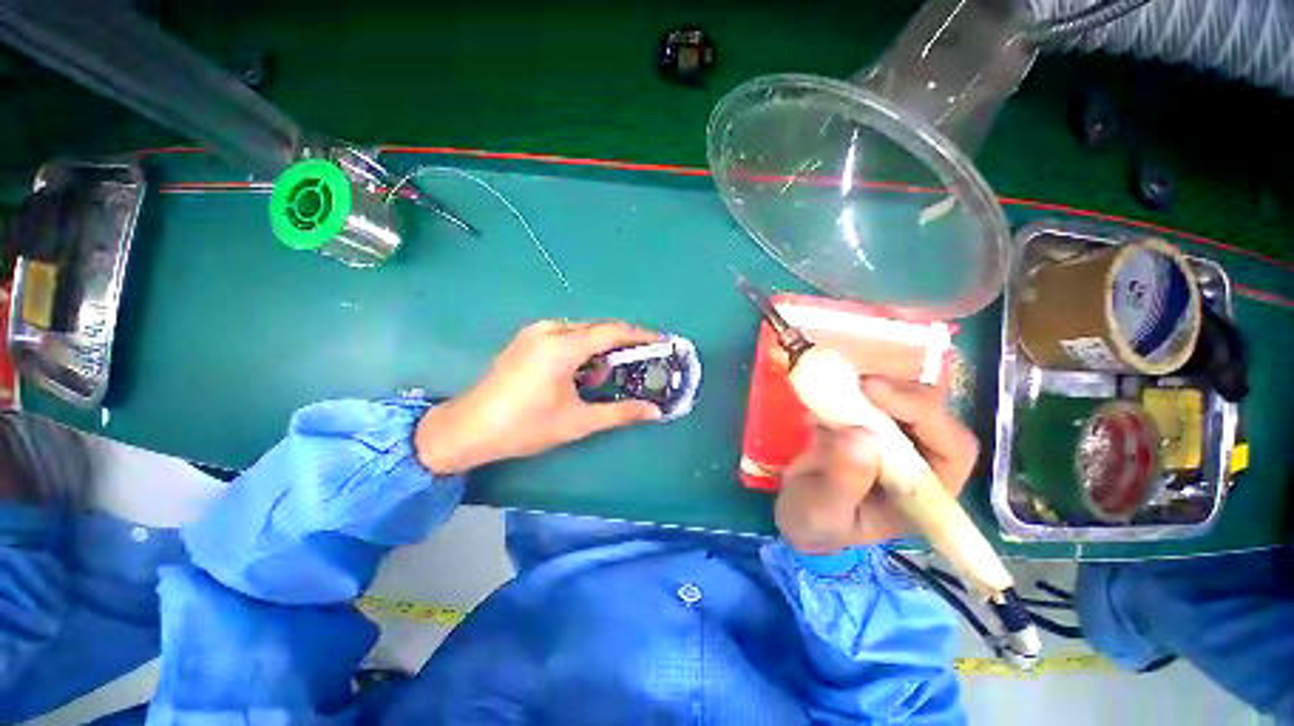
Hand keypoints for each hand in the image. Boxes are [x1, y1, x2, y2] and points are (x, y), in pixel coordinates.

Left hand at [415, 320, 663, 473]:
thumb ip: (620, 413)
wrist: (468, 430)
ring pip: (582, 332)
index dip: (641, 335)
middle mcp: (549, 330)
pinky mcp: (527, 339)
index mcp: (562, 346)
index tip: (663, 341)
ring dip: (600, 350)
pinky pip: (565, 336)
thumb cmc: (524, 427)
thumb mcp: (577, 422)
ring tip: (605, 378)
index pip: (612, 332)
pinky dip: (582, 351)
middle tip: (641, 362)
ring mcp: (535, 332)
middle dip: (622, 344)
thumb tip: (655, 412)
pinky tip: (581, 374)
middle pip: (598, 328)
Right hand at [775, 378, 977, 552]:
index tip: (875, 393)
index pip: (952, 449)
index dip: (925, 415)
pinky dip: (854, 383)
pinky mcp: (867, 423)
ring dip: (879, 383)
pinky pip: (872, 395)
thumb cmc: (815, 523)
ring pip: (906, 398)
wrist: (794, 514)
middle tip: (857, 382)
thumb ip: (843, 482)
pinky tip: (829, 383)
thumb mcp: (822, 512)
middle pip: (933, 415)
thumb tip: (861, 436)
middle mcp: (918, 461)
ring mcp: (892, 438)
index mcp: (923, 493)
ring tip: (839, 380)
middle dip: (900, 392)